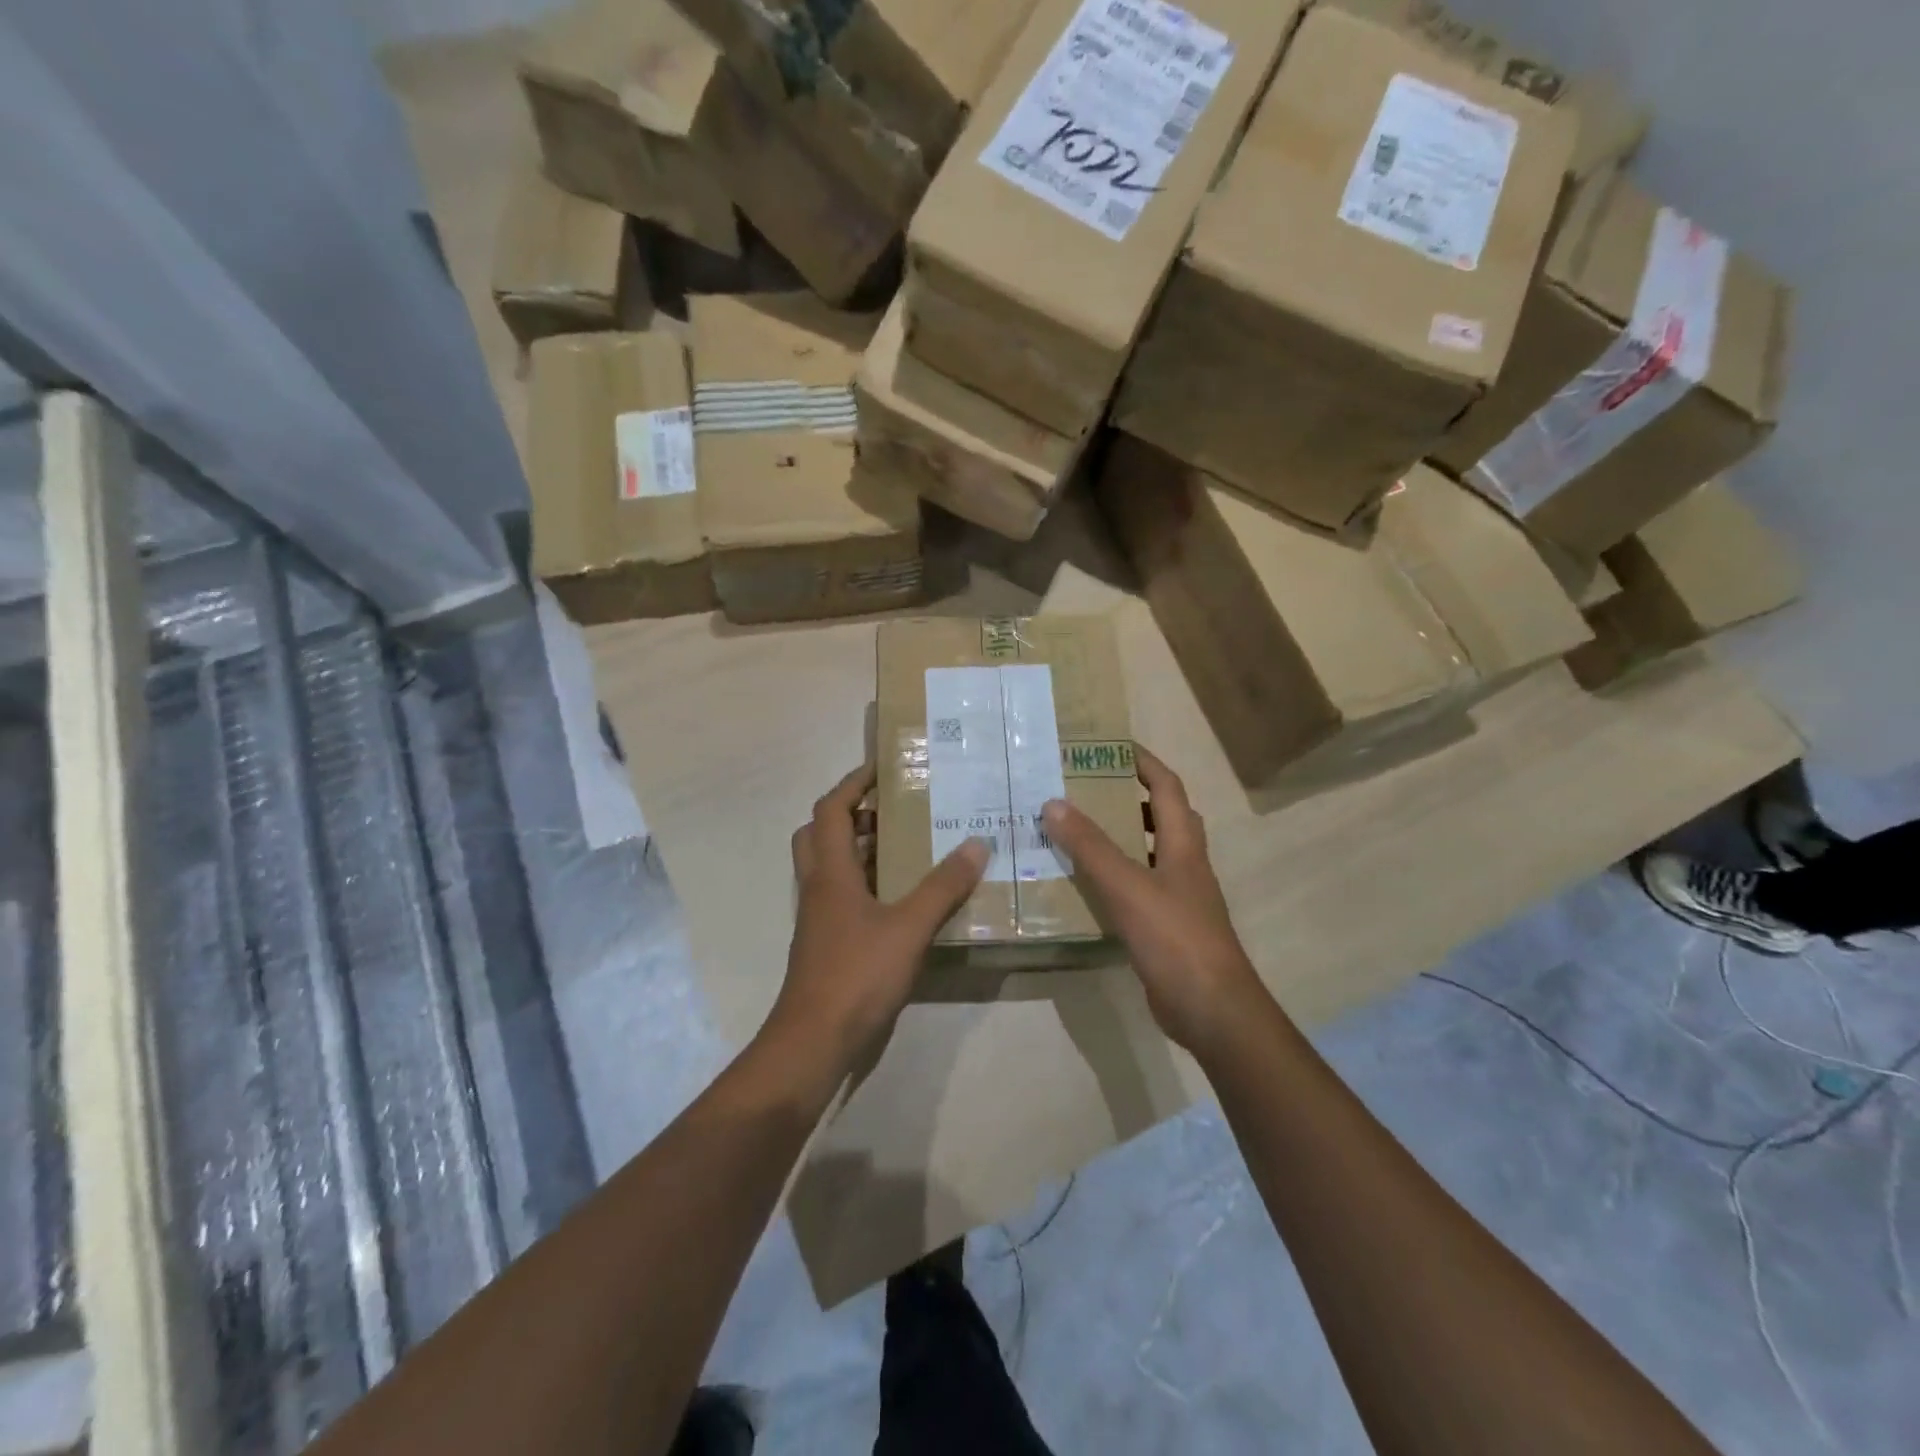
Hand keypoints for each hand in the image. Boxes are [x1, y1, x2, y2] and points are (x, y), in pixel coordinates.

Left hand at [770, 764, 990, 1054]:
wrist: (814, 1042)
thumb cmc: (856, 975)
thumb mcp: (908, 927)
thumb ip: (943, 887)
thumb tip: (977, 843)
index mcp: (830, 872)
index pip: (831, 809)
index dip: (852, 783)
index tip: (882, 768)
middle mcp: (819, 887)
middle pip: (822, 833)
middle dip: (852, 813)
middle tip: (893, 807)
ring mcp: (821, 918)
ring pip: (833, 866)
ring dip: (861, 848)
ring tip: (908, 843)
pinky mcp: (829, 943)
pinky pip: (845, 896)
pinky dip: (869, 883)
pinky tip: (904, 897)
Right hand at [1041, 746, 1264, 1054]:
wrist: (1212, 1010)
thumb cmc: (1176, 938)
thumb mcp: (1128, 887)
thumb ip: (1091, 847)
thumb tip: (1053, 803)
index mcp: (1183, 844)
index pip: (1167, 786)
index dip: (1142, 761)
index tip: (1108, 745)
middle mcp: (1184, 864)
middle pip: (1161, 816)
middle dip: (1126, 796)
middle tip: (1082, 788)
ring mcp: (1177, 897)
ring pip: (1146, 853)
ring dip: (1117, 837)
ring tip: (1074, 830)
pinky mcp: (1165, 926)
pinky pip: (1135, 888)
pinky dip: (1112, 877)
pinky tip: (1082, 884)